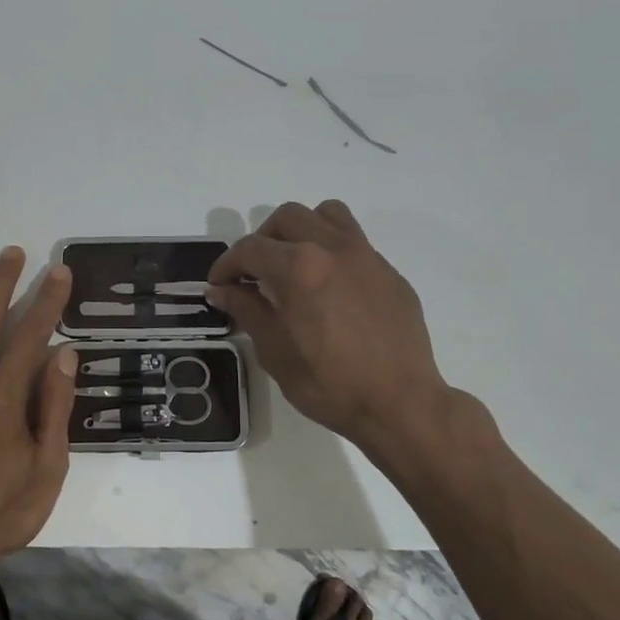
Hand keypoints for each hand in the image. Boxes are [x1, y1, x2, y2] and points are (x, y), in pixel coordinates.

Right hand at [207, 201, 444, 446]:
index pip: (250, 249)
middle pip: (287, 218)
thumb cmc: (329, 384)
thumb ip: (247, 310)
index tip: (219, 285)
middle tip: (254, 273)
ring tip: (294, 264)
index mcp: (298, 268)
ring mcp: (366, 256)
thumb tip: (221, 290)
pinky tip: (330, 289)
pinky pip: (355, 243)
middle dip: (263, 240)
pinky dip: (332, 251)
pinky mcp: (389, 272)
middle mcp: (332, 249)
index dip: (226, 265)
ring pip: (327, 215)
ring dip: (302, 230)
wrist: (400, 404)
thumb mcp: (274, 351)